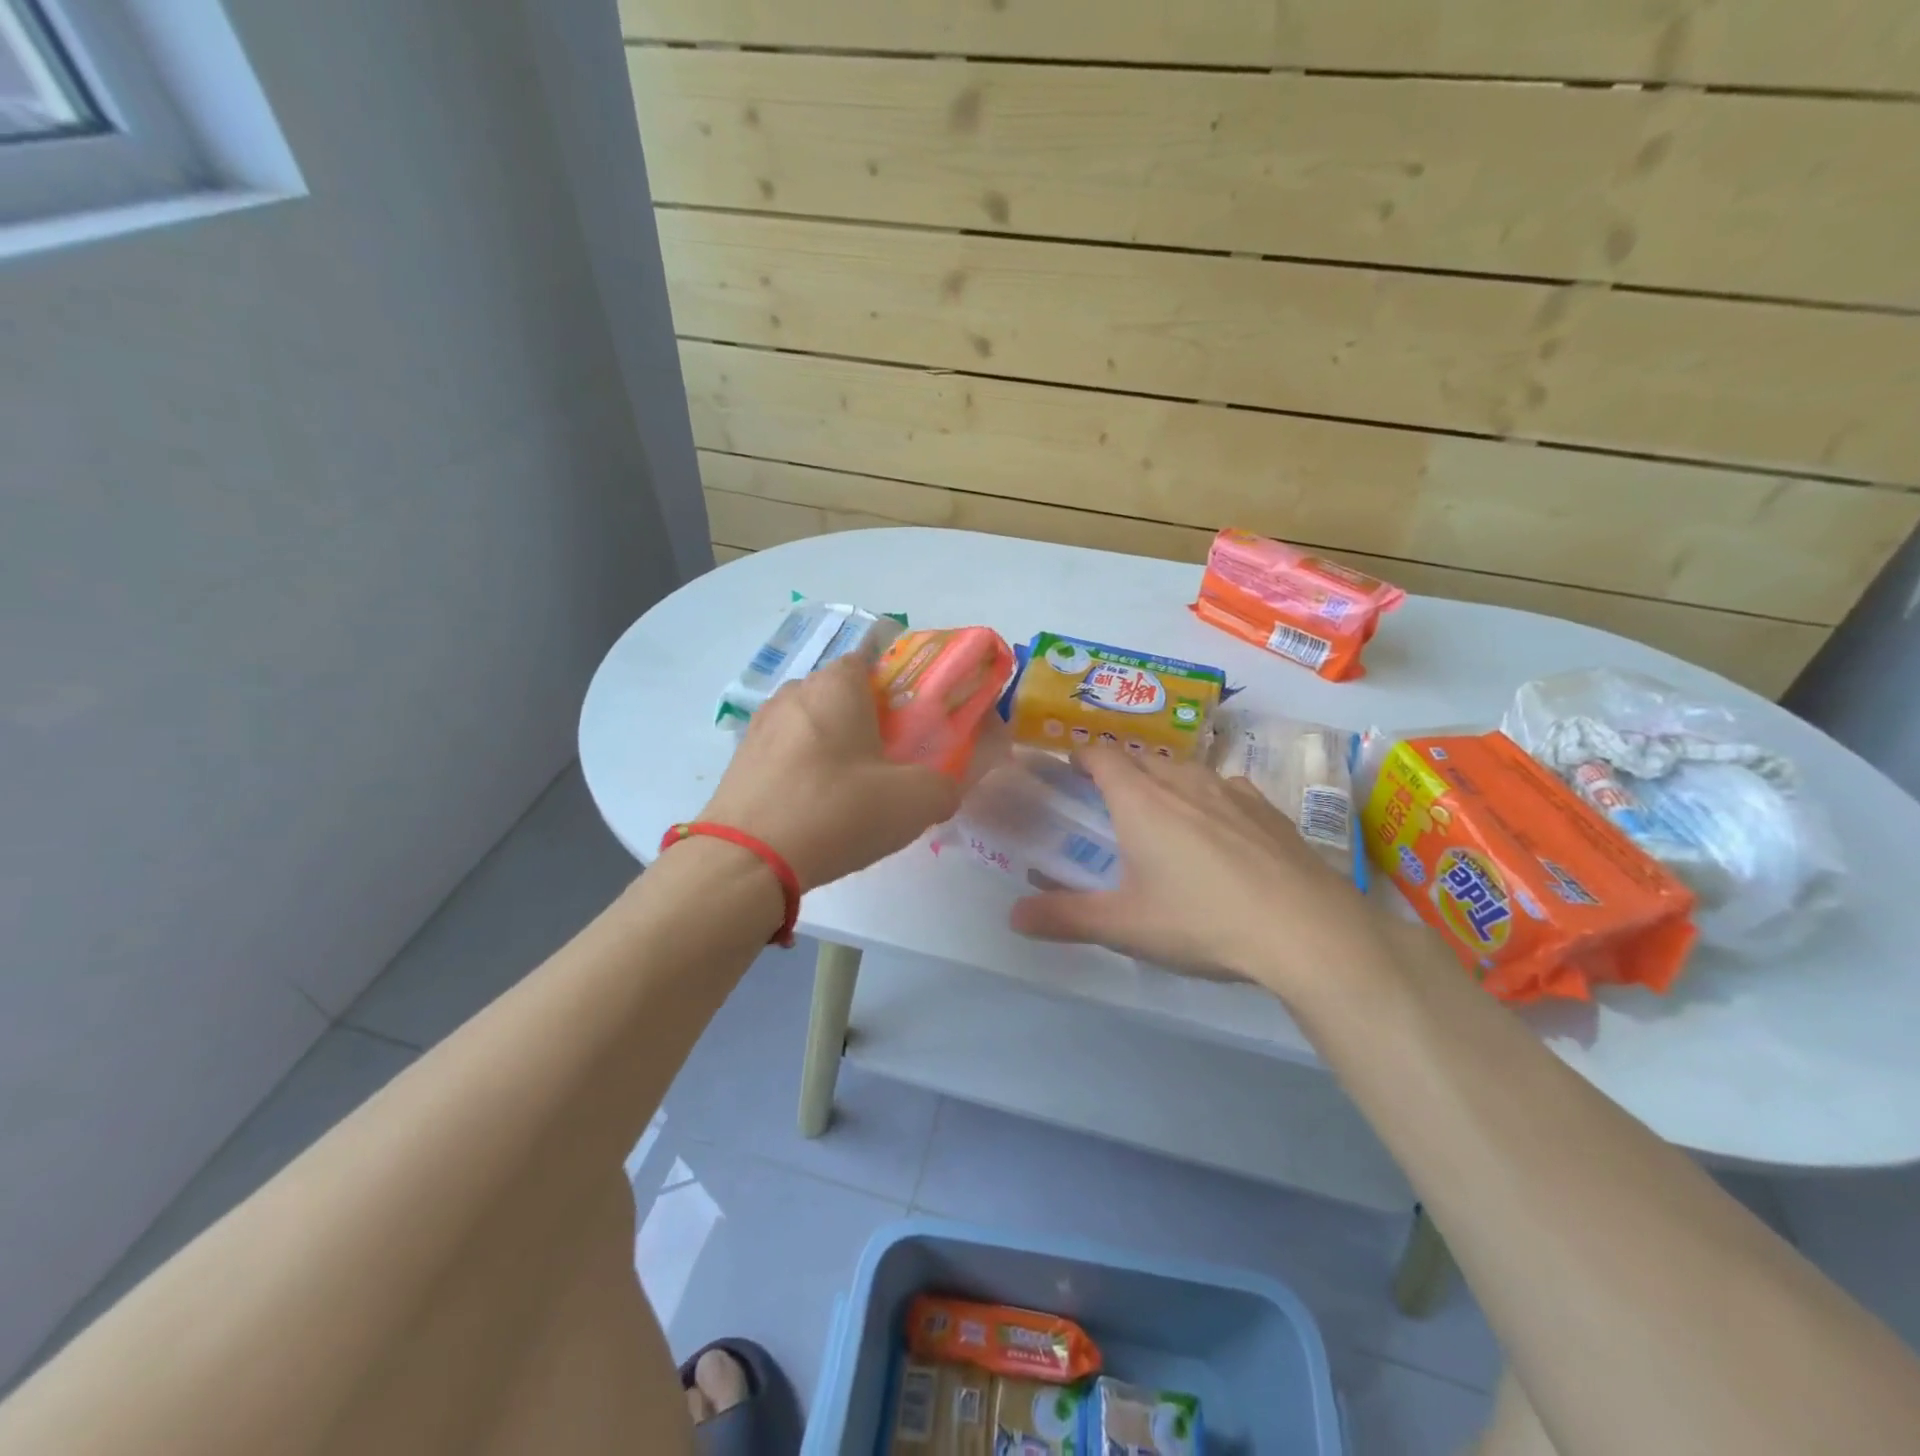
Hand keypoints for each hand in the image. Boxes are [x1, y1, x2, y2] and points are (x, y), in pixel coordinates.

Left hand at [699, 654, 999, 891]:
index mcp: (836, 685)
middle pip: (840, 694)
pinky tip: (815, 809)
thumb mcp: (914, 801)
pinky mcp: (738, 762)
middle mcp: (794, 693)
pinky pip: (785, 755)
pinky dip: (803, 771)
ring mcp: (760, 727)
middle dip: (865, 719)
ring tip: (851, 791)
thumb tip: (943, 789)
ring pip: (810, 725)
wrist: (746, 860)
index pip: (870, 659)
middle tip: (889, 760)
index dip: (896, 685)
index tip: (912, 720)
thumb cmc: (837, 811)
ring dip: (832, 747)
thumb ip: (943, 786)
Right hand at [1009, 746, 1389, 1000]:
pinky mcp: (1270, 811)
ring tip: (1163, 820)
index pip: (1101, 755)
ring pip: (1186, 772)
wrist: (1308, 931)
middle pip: (1142, 760)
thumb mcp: (1124, 927)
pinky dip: (1209, 800)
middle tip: (1110, 808)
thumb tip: (1013, 917)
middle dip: (1120, 774)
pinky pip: (1226, 790)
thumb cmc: (1202, 921)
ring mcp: (1233, 792)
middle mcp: (1184, 783)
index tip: (1070, 775)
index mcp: (1141, 800)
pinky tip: (1219, 836)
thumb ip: (1064, 918)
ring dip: (1166, 784)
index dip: (1081, 758)